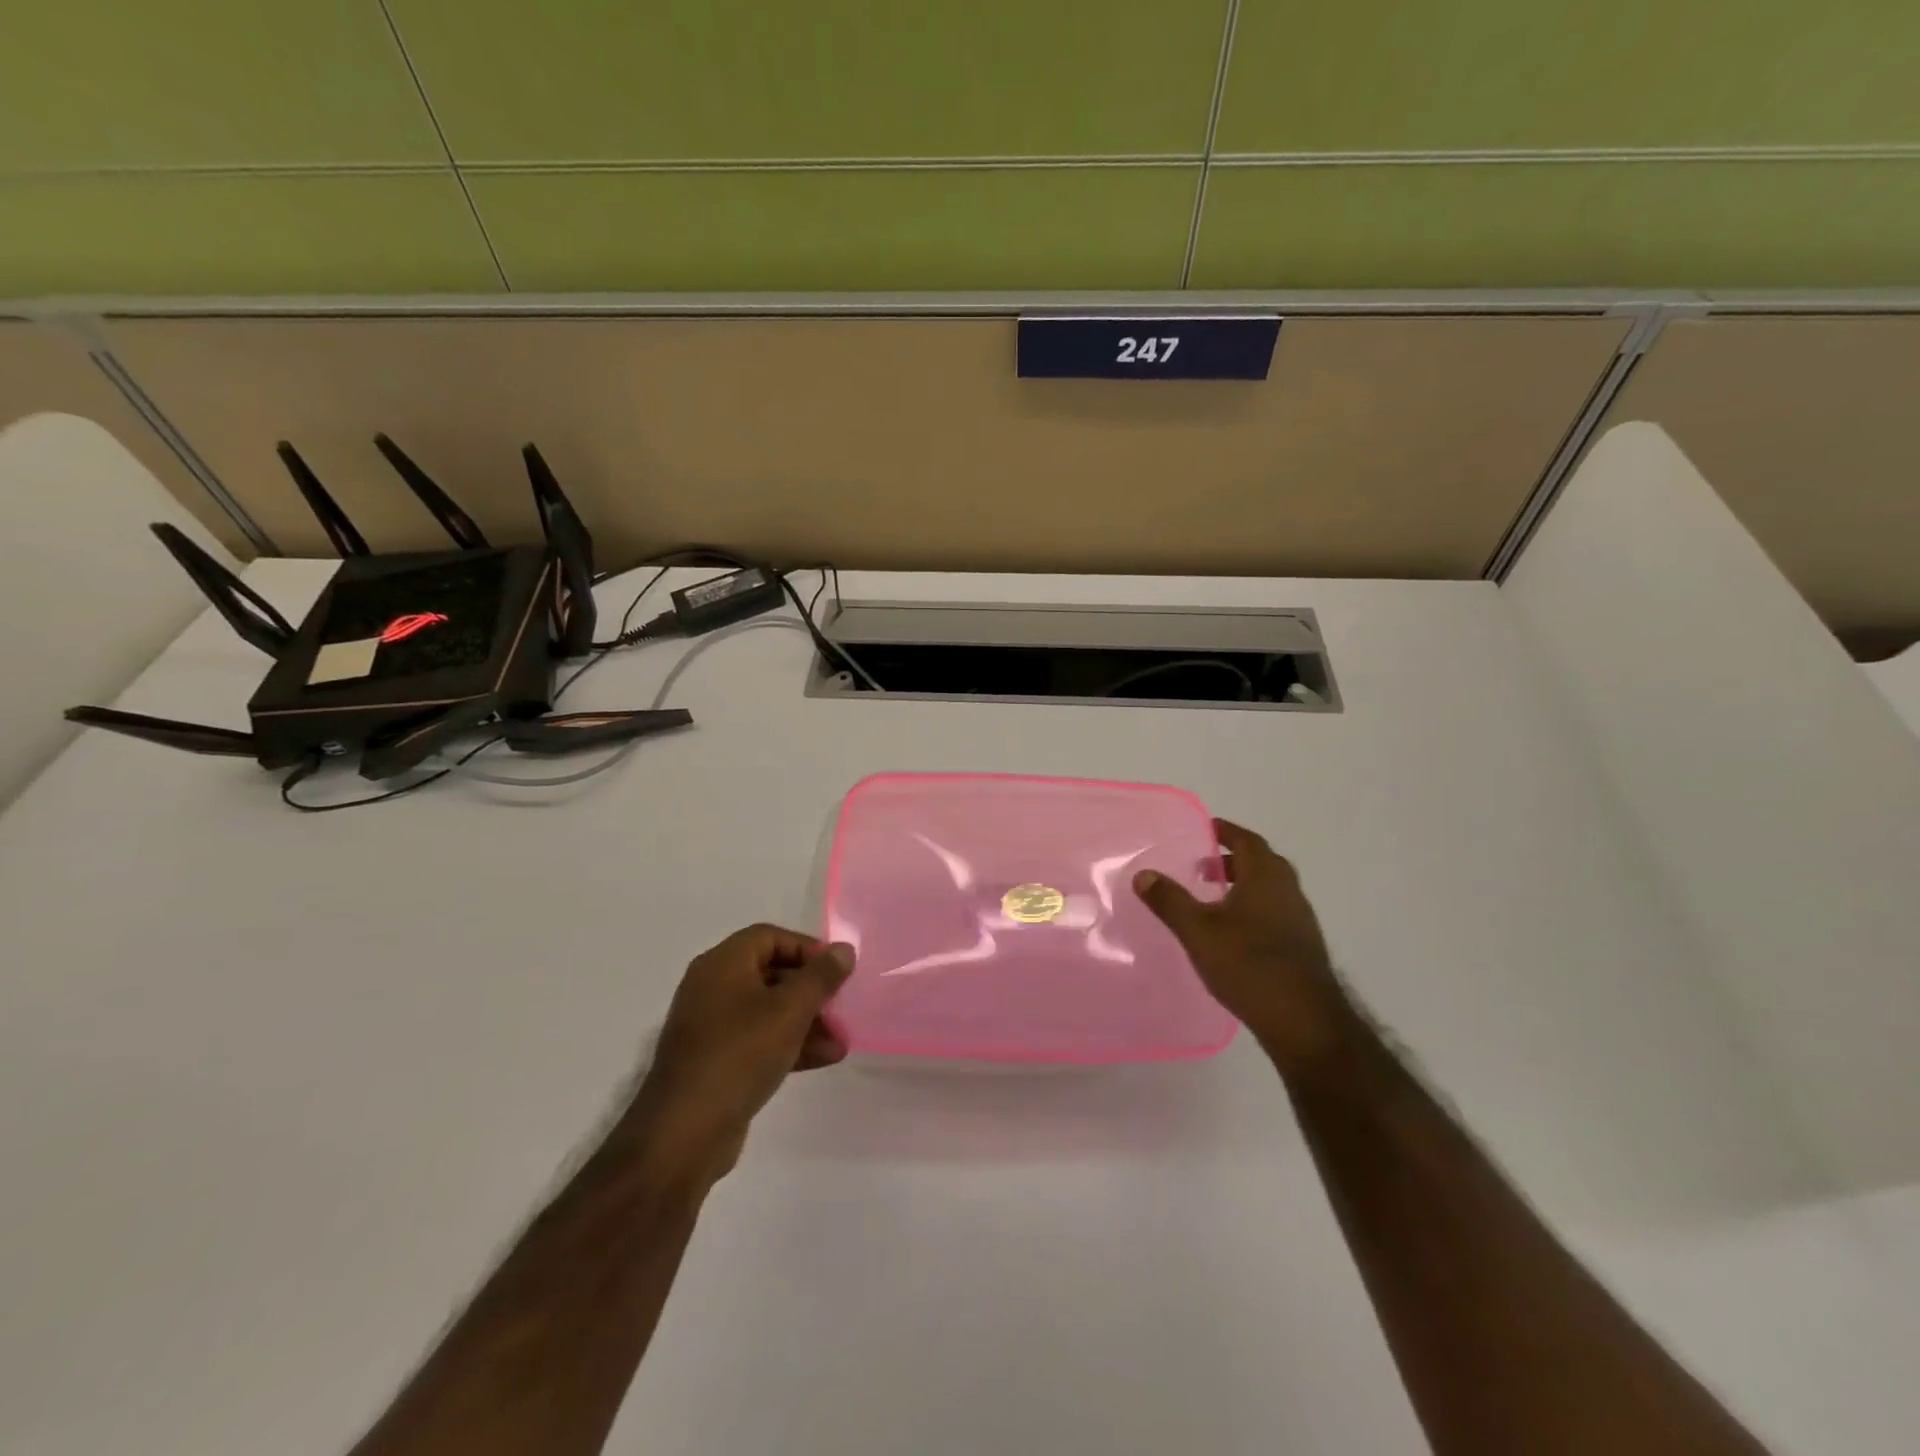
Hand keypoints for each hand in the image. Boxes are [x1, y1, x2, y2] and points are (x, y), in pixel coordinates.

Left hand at [629, 924, 853, 1190]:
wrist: (685, 1132)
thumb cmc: (740, 1054)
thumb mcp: (790, 1009)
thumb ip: (821, 976)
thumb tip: (843, 950)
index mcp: (722, 964)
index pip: (770, 937)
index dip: (807, 948)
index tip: (836, 970)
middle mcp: (712, 987)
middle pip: (771, 973)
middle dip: (811, 989)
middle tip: (842, 1005)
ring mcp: (711, 1026)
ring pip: (768, 1010)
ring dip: (806, 1020)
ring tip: (841, 1039)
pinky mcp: (715, 1061)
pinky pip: (758, 1039)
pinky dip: (789, 1043)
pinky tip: (824, 1058)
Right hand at [1133, 819, 1349, 1069]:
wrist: (1304, 1021)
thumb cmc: (1248, 965)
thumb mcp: (1198, 931)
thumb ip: (1170, 901)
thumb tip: (1143, 874)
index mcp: (1266, 877)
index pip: (1247, 840)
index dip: (1226, 831)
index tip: (1206, 829)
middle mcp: (1288, 891)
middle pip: (1262, 862)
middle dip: (1233, 859)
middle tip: (1203, 867)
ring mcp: (1300, 920)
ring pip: (1270, 889)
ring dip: (1244, 885)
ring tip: (1213, 900)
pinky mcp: (1302, 946)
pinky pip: (1275, 912)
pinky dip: (1253, 909)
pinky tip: (1234, 934)